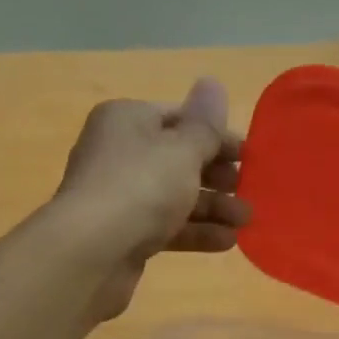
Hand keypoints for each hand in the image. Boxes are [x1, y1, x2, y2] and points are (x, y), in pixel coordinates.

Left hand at [52, 79, 248, 321]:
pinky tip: (226, 242)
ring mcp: (119, 198)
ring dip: (212, 207)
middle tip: (248, 190)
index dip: (216, 135)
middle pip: (178, 159)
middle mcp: (119, 154)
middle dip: (217, 176)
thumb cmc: (140, 188)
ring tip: (246, 221)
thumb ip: (205, 124)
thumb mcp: (182, 149)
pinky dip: (194, 232)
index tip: (249, 156)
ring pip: (174, 196)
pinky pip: (165, 227)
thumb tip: (213, 84)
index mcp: (127, 120)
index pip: (179, 118)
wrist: (90, 253)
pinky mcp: (123, 235)